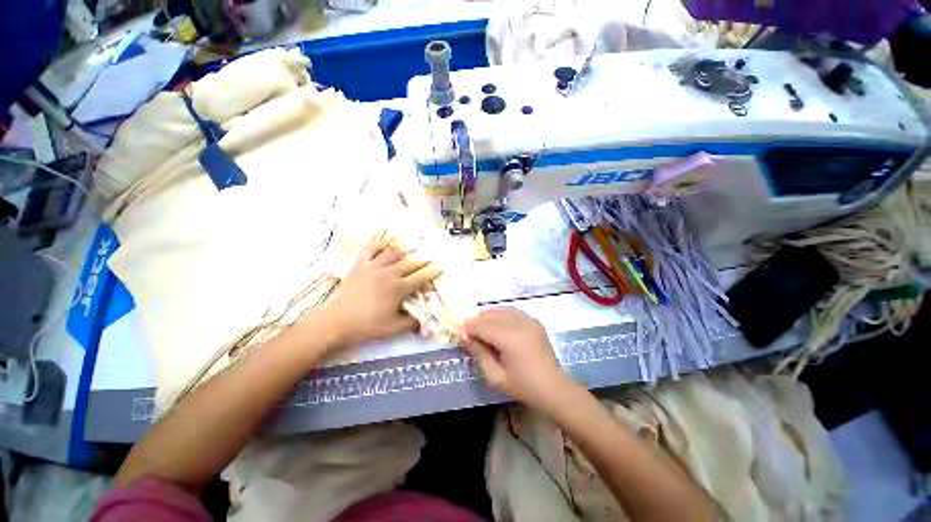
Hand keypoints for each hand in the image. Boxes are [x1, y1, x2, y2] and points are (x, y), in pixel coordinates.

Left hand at [315, 241, 441, 351]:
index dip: (432, 272)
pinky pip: (371, 249)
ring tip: (412, 247)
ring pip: (393, 252)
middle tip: (429, 259)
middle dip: (423, 261)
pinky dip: (380, 245)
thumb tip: (424, 317)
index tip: (440, 267)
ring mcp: (373, 267)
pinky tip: (386, 244)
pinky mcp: (360, 265)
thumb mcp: (394, 328)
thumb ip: (412, 321)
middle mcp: (388, 273)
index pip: (420, 277)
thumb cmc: (367, 325)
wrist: (337, 321)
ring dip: (404, 249)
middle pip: (410, 263)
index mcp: (398, 288)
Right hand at [461, 308, 578, 413]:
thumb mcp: (496, 376)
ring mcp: (529, 320)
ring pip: (501, 311)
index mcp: (510, 338)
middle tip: (469, 332)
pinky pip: (513, 312)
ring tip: (482, 328)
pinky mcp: (535, 322)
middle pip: (491, 316)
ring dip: (489, 317)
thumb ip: (479, 354)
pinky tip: (497, 326)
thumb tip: (465, 337)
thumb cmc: (523, 386)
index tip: (458, 332)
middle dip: (477, 321)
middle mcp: (520, 324)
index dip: (469, 327)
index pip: (483, 326)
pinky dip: (501, 315)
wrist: (554, 389)